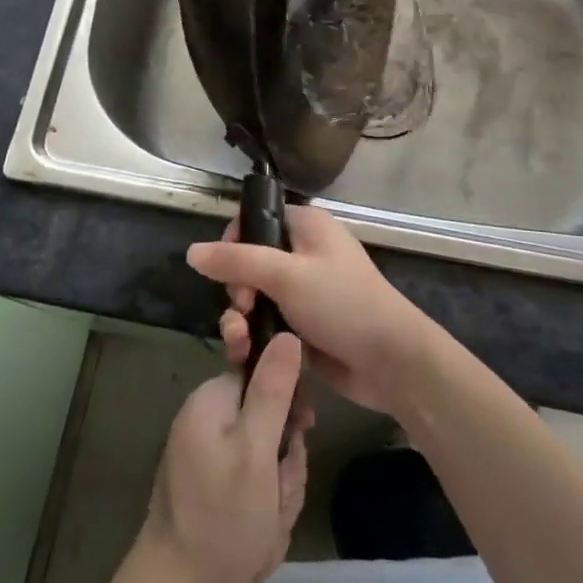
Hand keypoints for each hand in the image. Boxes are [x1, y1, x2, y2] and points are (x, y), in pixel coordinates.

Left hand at [136, 332, 309, 582]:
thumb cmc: (220, 518)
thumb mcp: (257, 451)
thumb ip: (274, 390)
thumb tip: (287, 334)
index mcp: (213, 399)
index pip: (267, 377)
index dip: (290, 407)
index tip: (300, 433)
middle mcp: (207, 419)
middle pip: (271, 423)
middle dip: (285, 465)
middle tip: (276, 497)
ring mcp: (208, 456)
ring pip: (268, 460)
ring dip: (278, 494)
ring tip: (264, 528)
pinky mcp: (212, 487)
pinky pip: (254, 486)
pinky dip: (263, 513)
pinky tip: (255, 542)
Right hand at [189, 205, 439, 416]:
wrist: (392, 362)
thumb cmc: (342, 304)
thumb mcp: (286, 275)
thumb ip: (236, 261)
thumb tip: (191, 251)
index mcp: (306, 226)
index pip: (255, 220)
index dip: (233, 242)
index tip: (227, 271)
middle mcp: (303, 253)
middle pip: (248, 262)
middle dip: (235, 289)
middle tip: (244, 310)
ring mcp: (303, 292)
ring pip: (254, 298)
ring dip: (240, 319)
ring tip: (240, 342)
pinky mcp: (303, 327)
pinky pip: (266, 324)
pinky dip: (254, 337)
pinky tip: (246, 356)